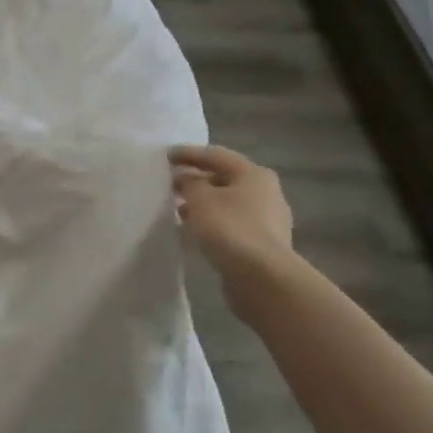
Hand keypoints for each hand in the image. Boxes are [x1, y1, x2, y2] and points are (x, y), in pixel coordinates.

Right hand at [171, 145, 293, 283]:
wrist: (263, 279)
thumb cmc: (231, 229)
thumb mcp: (201, 199)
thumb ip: (189, 183)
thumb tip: (185, 178)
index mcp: (253, 174)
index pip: (216, 155)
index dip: (189, 154)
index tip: (165, 156)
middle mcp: (265, 192)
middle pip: (224, 179)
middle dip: (197, 180)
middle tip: (170, 184)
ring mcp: (267, 220)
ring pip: (228, 204)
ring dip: (203, 204)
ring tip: (178, 209)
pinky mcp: (262, 245)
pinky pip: (231, 225)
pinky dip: (212, 224)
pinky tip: (195, 232)